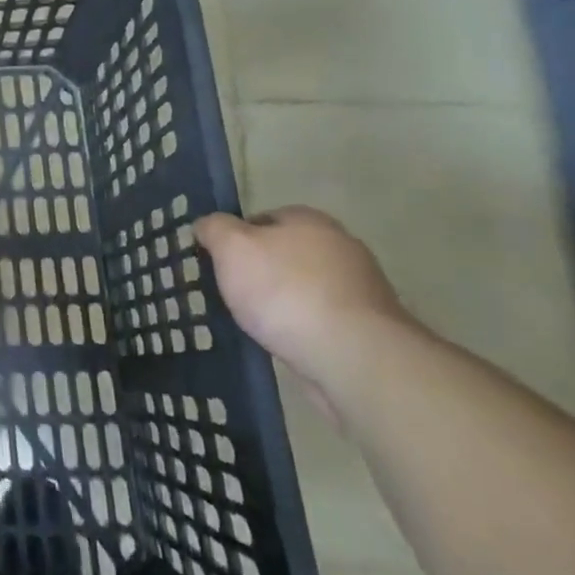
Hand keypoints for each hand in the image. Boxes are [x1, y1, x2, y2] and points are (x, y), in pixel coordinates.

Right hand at [195, 208, 421, 414]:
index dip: (235, 238)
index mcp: (309, 220)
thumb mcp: (231, 247)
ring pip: (303, 286)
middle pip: (285, 252)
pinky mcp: (368, 325)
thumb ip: (214, 228)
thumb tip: (207, 225)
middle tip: (232, 292)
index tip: (218, 263)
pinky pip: (320, 316)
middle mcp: (340, 245)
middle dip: (260, 270)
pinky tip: (285, 340)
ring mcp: (360, 287)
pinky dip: (301, 325)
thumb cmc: (285, 290)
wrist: (352, 355)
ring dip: (282, 300)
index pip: (261, 218)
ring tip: (256, 322)